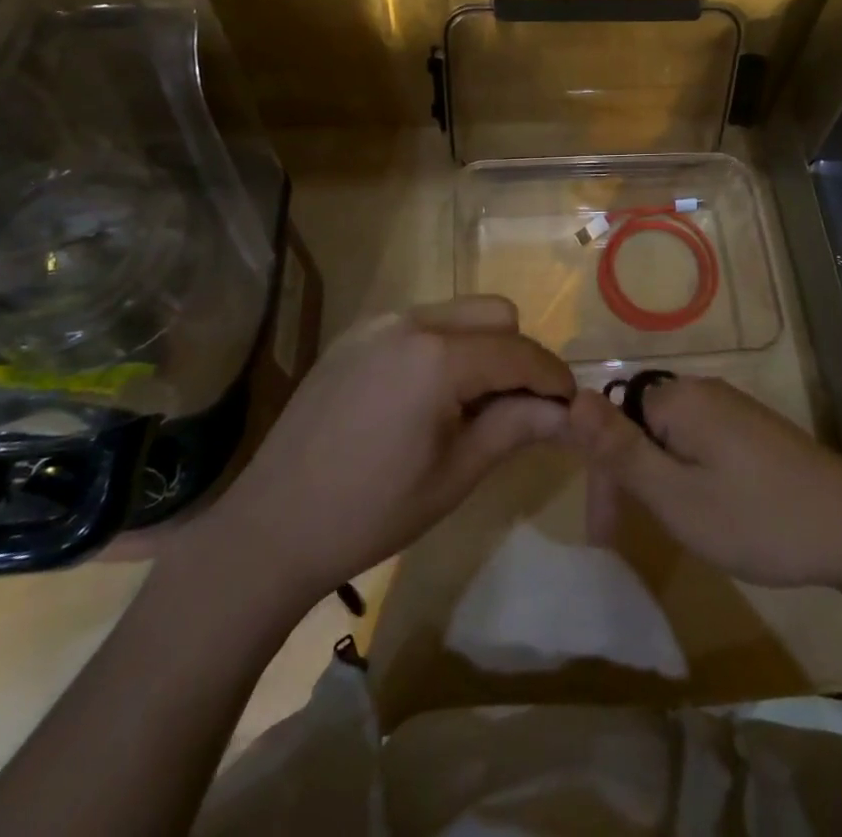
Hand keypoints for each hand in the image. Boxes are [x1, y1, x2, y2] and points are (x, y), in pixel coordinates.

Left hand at [183, 296, 573, 613]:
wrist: (270, 528)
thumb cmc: (372, 512)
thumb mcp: (457, 473)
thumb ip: (518, 427)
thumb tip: (571, 411)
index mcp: (438, 357)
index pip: (520, 352)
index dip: (553, 377)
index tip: (571, 405)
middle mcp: (411, 322)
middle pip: (495, 314)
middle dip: (518, 353)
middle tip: (518, 406)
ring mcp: (377, 323)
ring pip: (458, 313)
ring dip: (481, 347)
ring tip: (472, 403)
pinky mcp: (355, 335)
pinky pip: (421, 323)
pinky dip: (443, 347)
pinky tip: (427, 397)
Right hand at [561, 376, 841, 588]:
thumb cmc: (755, 517)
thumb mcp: (675, 496)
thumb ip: (620, 450)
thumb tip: (573, 396)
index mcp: (678, 399)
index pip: (613, 420)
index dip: (602, 474)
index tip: (605, 532)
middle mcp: (703, 390)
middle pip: (641, 426)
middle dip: (628, 479)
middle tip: (627, 539)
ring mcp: (733, 408)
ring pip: (671, 438)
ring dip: (657, 480)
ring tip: (672, 529)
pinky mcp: (754, 429)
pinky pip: (701, 442)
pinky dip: (688, 475)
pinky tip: (708, 510)